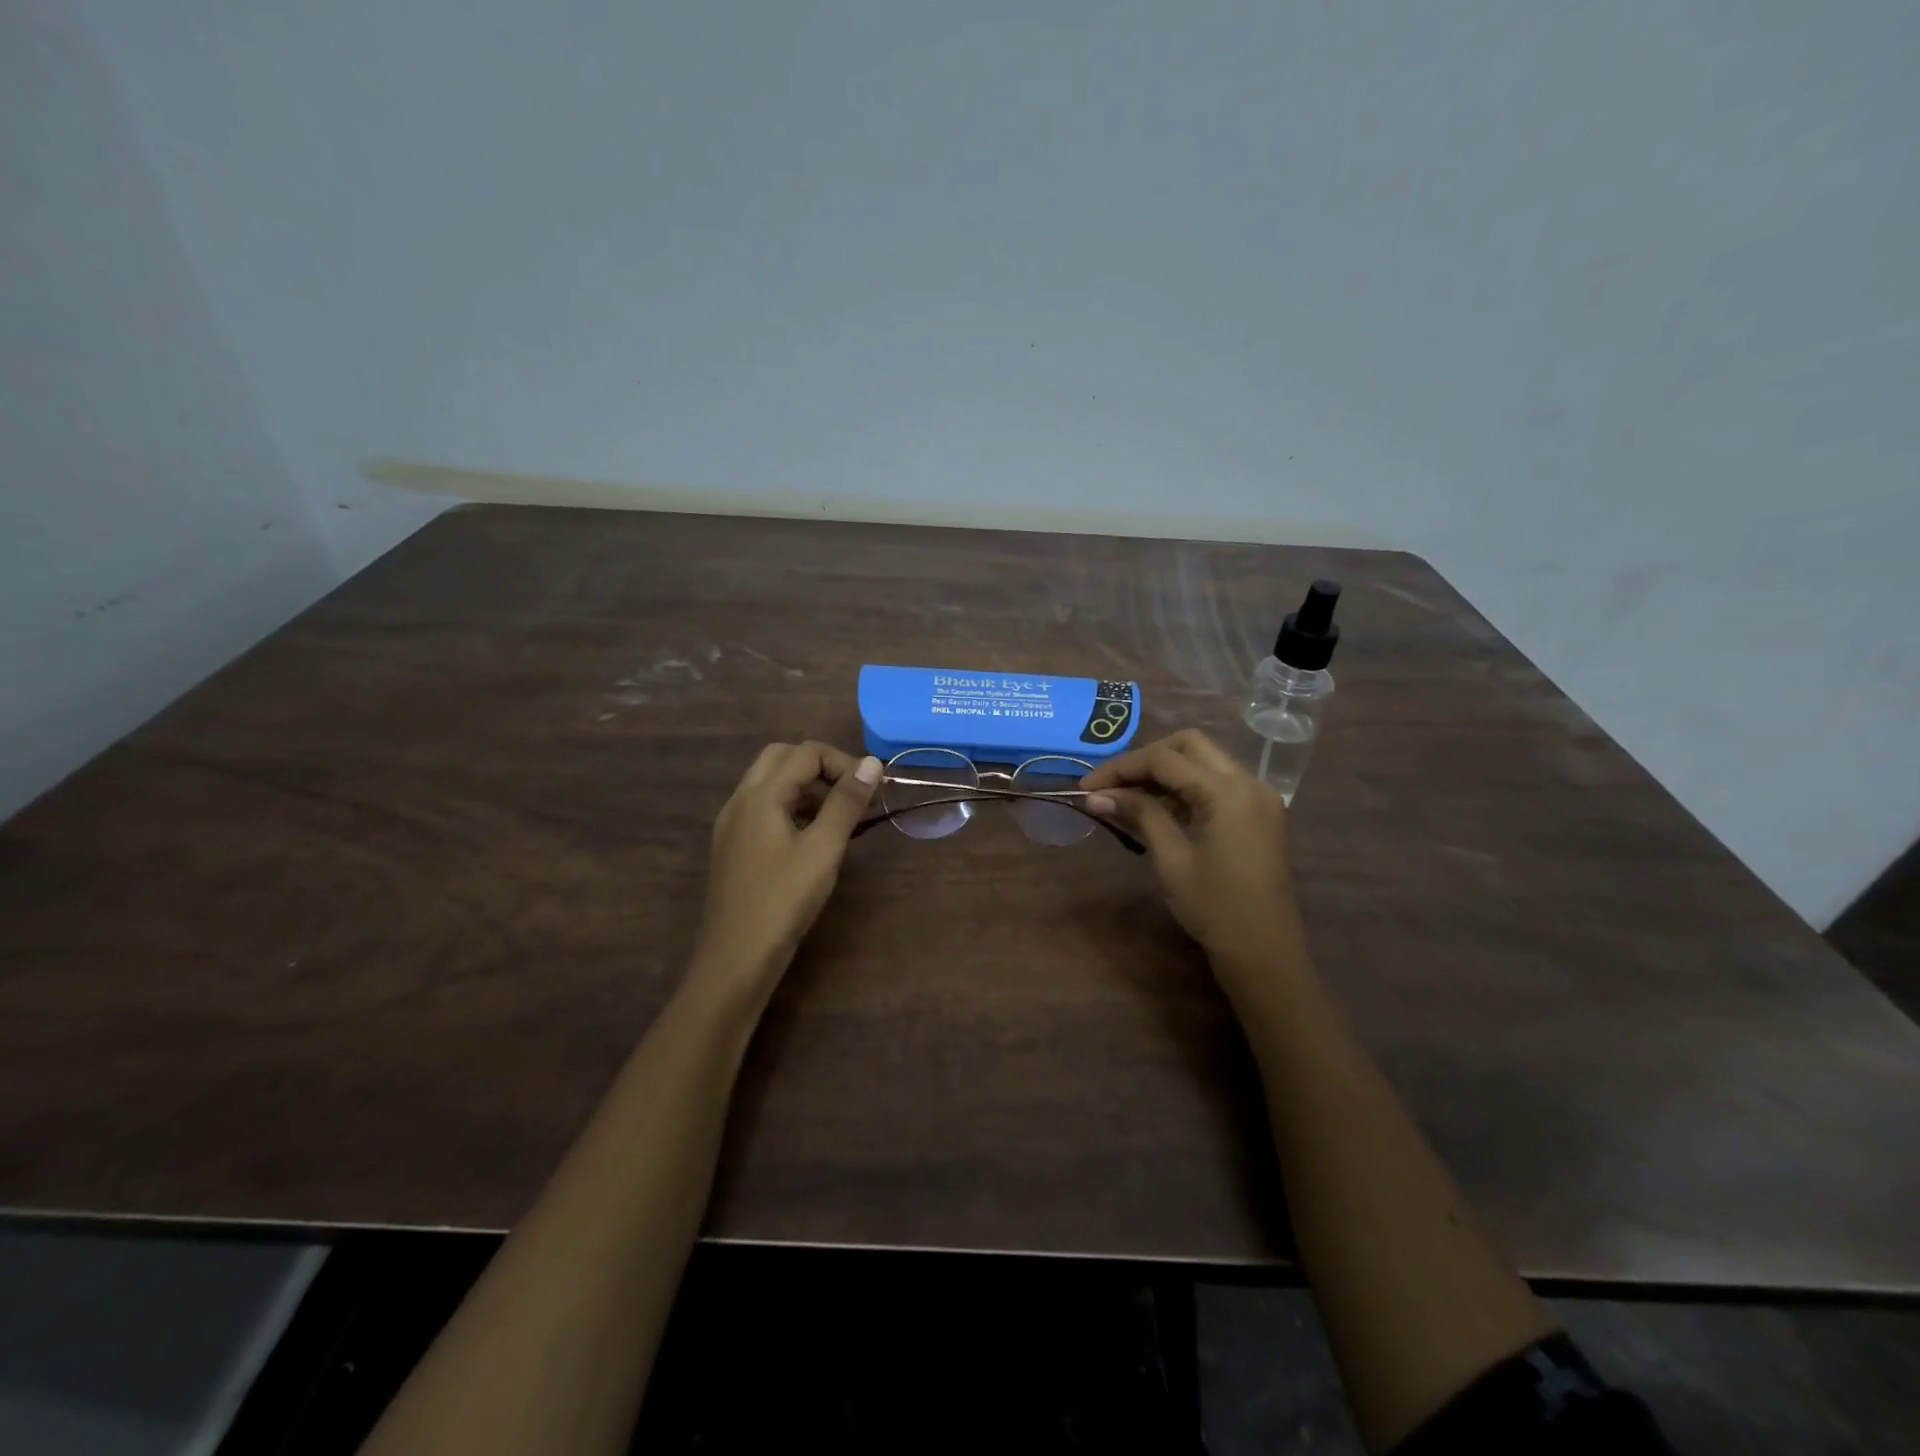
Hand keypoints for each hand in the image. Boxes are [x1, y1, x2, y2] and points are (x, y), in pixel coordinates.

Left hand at [690, 742, 882, 995]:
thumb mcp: (823, 849)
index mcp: (760, 795)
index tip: (872, 791)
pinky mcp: (735, 847)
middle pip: (782, 758)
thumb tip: (872, 762)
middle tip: (853, 795)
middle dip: (822, 767)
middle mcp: (741, 801)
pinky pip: (765, 809)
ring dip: (807, 787)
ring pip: (771, 784)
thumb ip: (846, 802)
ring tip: (841, 817)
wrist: (735, 959)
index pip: (806, 753)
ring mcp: (733, 825)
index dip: (843, 763)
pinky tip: (815, 839)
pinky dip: (793, 808)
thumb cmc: (783, 901)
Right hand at [1080, 729, 1305, 983]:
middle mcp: (1248, 782)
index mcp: (1227, 791)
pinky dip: (1185, 786)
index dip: (1121, 768)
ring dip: (1165, 770)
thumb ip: (1138, 815)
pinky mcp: (1258, 813)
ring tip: (1127, 796)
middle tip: (1111, 784)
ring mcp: (1257, 796)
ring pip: (1204, 760)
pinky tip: (1157, 807)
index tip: (1086, 787)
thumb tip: (1097, 796)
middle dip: (1145, 759)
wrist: (1264, 952)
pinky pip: (1217, 782)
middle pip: (1189, 745)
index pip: (1165, 760)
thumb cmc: (1214, 907)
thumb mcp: (1171, 858)